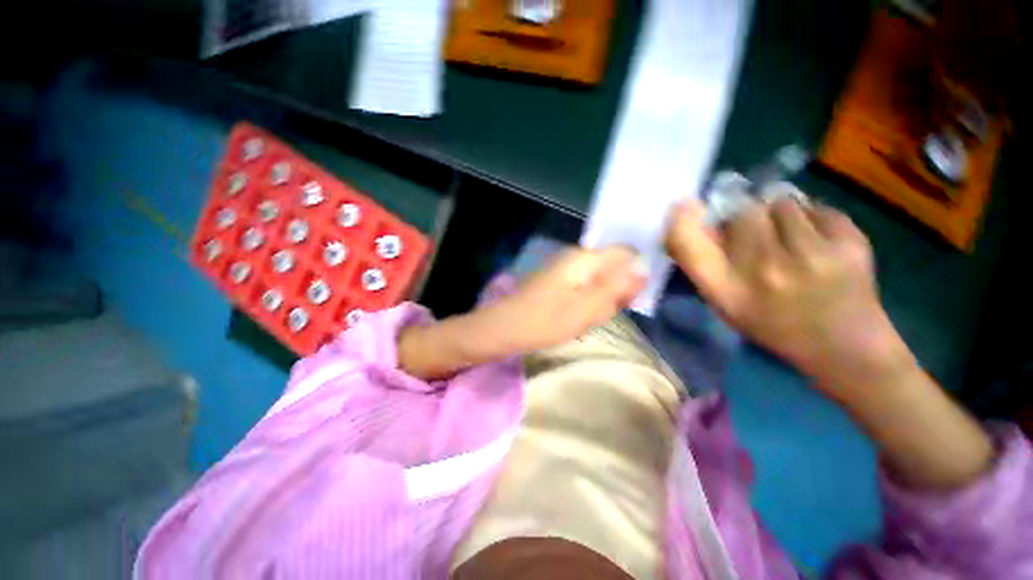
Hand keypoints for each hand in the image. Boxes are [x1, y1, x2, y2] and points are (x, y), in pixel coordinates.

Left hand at [399, 246, 643, 379]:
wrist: (503, 328)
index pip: (625, 252)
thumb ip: (615, 290)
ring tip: (594, 317)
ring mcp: (565, 268)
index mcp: (584, 258)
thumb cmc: (543, 321)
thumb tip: (644, 271)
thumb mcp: (585, 310)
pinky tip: (582, 315)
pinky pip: (585, 287)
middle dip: (619, 289)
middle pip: (613, 266)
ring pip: (600, 279)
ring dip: (604, 298)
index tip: (637, 297)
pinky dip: (590, 301)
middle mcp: (575, 256)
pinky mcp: (558, 281)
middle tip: (610, 312)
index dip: (637, 271)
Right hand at [666, 192, 993, 489]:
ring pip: (782, 205)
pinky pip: (818, 210)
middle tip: (756, 243)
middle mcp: (762, 275)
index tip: (681, 206)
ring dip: (782, 219)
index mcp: (726, 295)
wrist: (853, 356)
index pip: (689, 245)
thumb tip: (693, 221)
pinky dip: (817, 220)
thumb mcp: (729, 308)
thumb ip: (708, 266)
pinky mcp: (853, 246)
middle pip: (741, 213)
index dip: (683, 221)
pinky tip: (823, 249)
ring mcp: (811, 259)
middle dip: (744, 219)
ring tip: (793, 249)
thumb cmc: (781, 335)